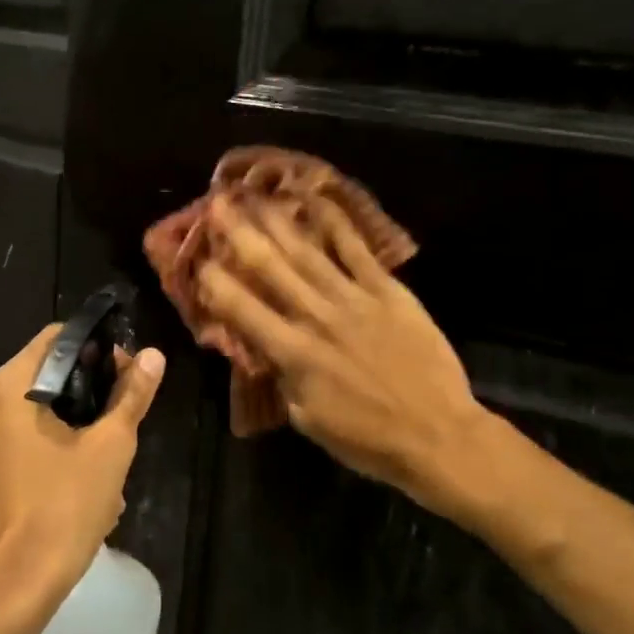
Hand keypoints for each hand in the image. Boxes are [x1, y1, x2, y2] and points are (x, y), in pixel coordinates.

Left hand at [0, 326, 165, 617]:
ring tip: (114, 454)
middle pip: (50, 374)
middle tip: (127, 414)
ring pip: (41, 411)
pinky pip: (27, 439)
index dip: (99, 347)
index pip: (59, 338)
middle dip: (93, 390)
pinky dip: (58, 446)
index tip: (129, 372)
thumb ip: (131, 395)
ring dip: (80, 423)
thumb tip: (152, 355)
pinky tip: (89, 479)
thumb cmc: (63, 507)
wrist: (12, 587)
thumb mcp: (111, 447)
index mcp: (12, 385)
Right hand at [198, 199, 490, 520]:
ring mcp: (353, 298)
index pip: (242, 308)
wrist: (437, 435)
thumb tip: (261, 348)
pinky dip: (335, 222)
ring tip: (254, 194)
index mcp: (293, 353)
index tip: (196, 258)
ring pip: (307, 251)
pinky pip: (356, 249)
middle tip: (216, 204)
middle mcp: (316, 316)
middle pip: (270, 267)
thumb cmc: (368, 439)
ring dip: (277, 220)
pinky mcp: (387, 290)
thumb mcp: (308, 419)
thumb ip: (281, 378)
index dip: (214, 281)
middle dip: (239, 233)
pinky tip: (315, 198)